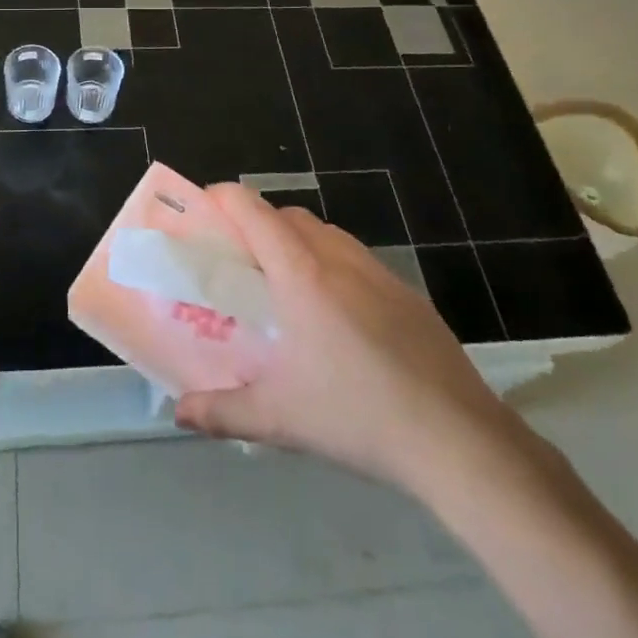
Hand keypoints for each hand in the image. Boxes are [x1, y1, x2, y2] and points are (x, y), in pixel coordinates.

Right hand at [174, 184, 518, 497]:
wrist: (457, 439)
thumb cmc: (356, 416)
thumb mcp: (279, 418)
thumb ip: (221, 411)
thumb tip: (180, 412)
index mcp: (301, 274)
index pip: (253, 210)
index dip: (223, 198)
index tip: (203, 211)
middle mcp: (338, 259)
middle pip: (289, 216)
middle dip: (258, 224)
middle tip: (240, 263)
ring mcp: (380, 273)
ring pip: (327, 234)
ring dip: (298, 243)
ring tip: (287, 290)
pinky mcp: (409, 295)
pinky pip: (359, 261)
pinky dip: (334, 267)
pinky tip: (339, 319)